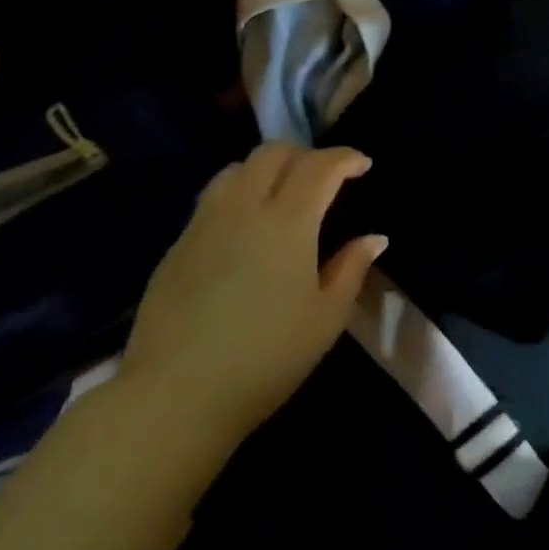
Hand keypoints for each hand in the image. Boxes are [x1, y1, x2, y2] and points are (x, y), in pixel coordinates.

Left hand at [117, 143, 385, 442]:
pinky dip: (238, 194)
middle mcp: (244, 208)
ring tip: (281, 195)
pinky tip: (245, 229)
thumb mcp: (325, 319)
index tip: (362, 164)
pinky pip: (212, 198)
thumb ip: (352, 269)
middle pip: (274, 153)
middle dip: (305, 154)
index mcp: (287, 222)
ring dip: (266, 169)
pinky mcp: (177, 245)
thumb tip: (373, 238)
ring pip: (237, 169)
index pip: (320, 167)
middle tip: (324, 178)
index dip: (345, 158)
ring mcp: (205, 223)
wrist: (175, 396)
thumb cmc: (265, 359)